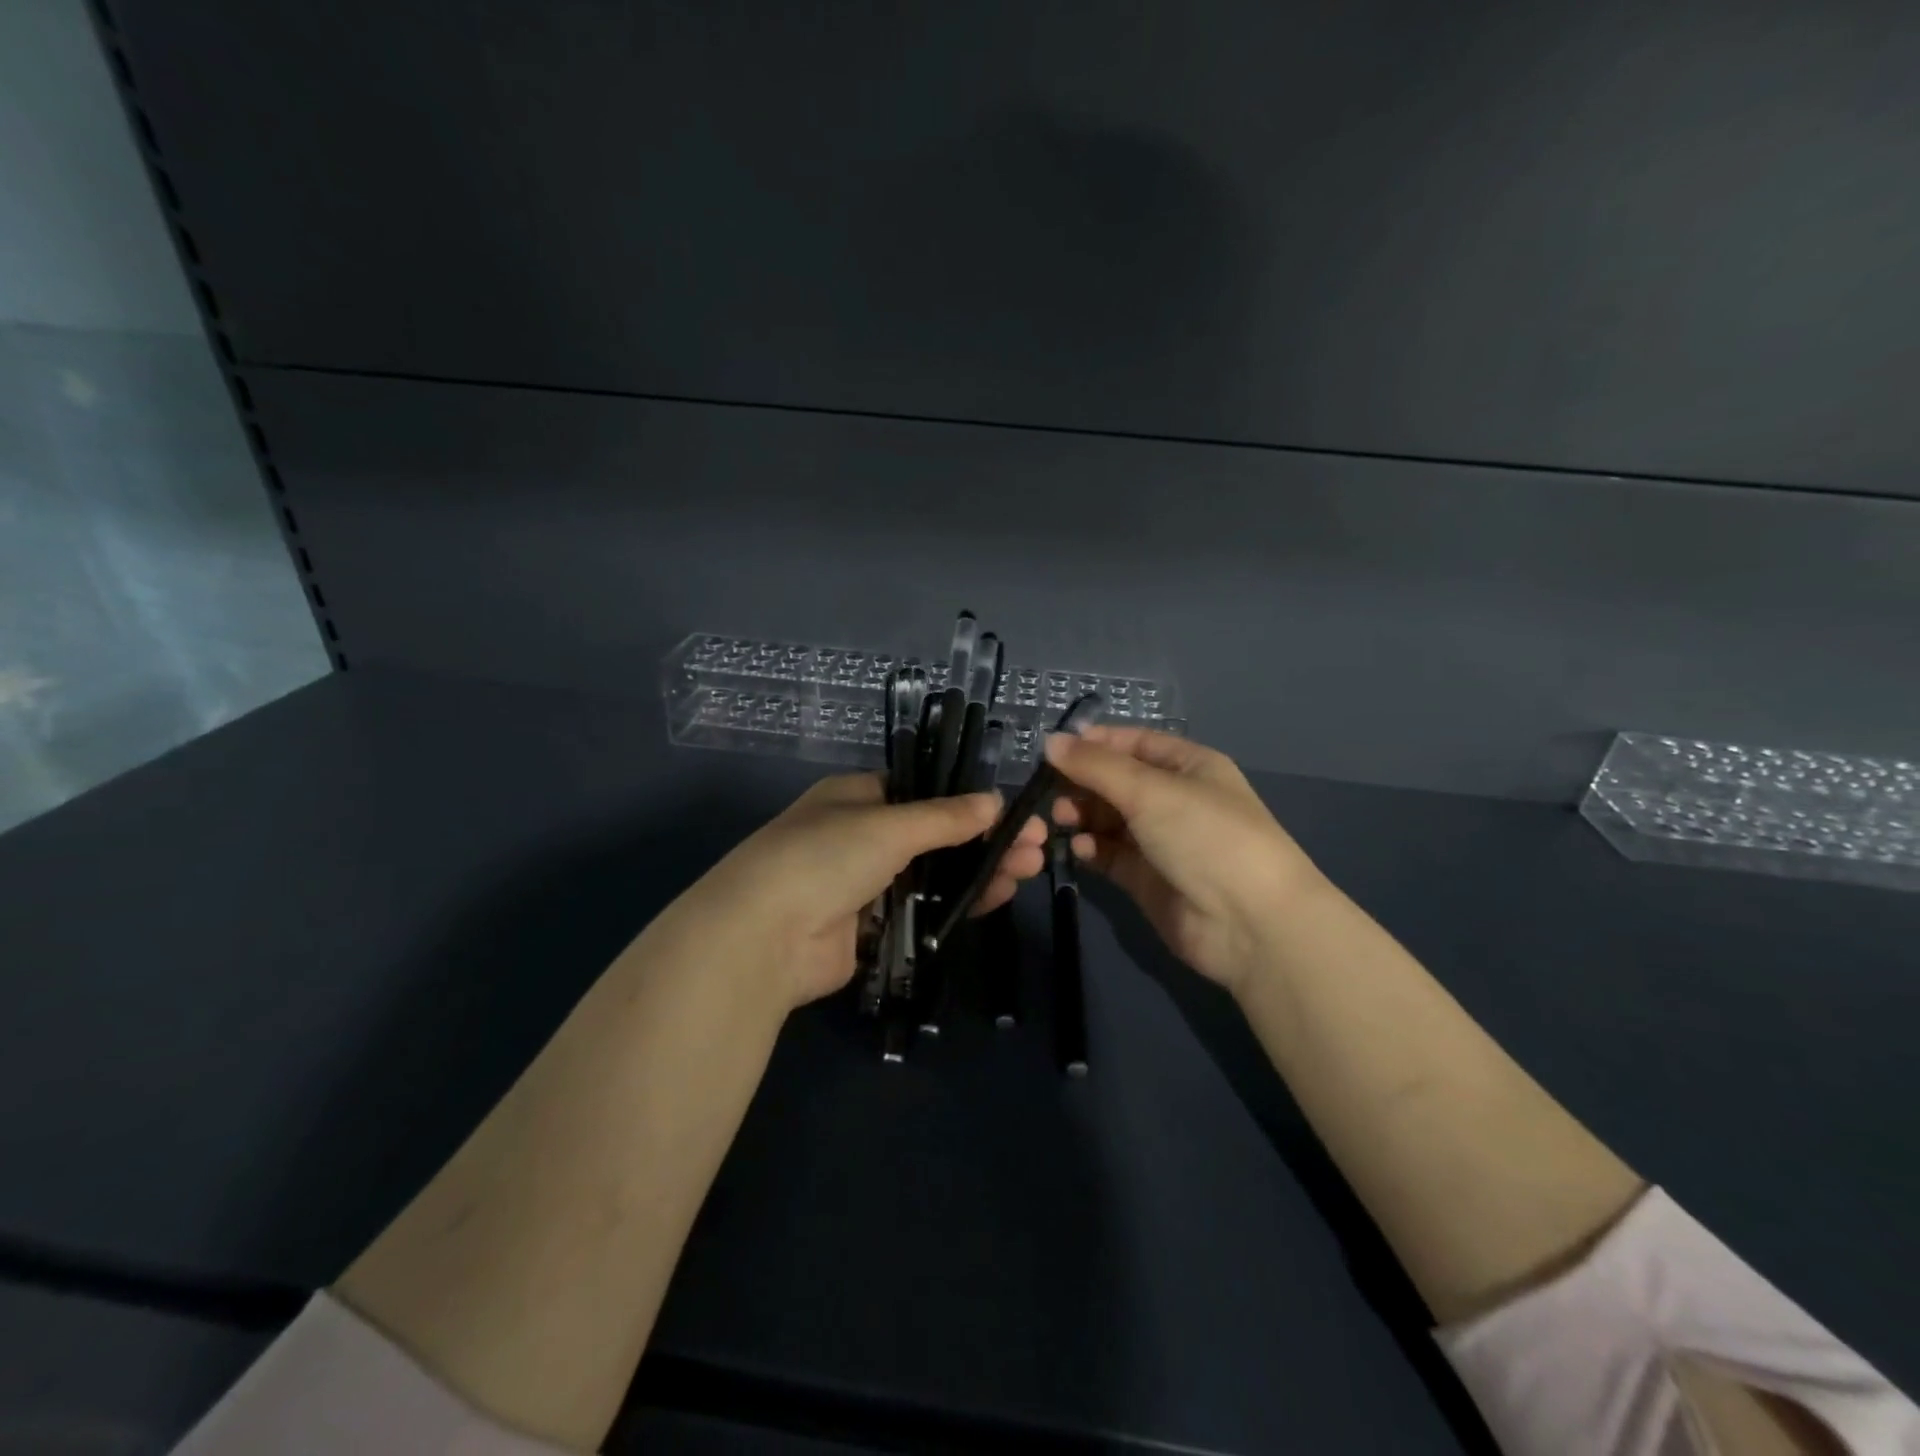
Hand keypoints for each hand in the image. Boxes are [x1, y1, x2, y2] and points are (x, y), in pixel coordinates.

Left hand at [664, 772, 1048, 1009]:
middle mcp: (861, 837)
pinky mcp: (872, 929)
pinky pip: (923, 911)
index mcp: (857, 798)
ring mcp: (866, 885)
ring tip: (1029, 870)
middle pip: (935, 836)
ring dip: (979, 872)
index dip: (967, 801)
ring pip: (934, 875)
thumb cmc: (824, 857)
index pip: (921, 793)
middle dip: (984, 840)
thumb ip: (944, 818)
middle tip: (1035, 845)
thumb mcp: (888, 826)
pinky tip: (998, 897)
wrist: (764, 938)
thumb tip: (994, 801)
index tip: (1009, 811)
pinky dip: (958, 905)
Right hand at [1044, 726, 1321, 994]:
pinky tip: (1082, 849)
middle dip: (1083, 783)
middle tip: (1051, 791)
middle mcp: (1176, 800)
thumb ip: (1095, 766)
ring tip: (1062, 820)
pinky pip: (1111, 855)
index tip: (1054, 749)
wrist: (1250, 923)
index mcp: (1189, 767)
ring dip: (1084, 816)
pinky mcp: (1148, 880)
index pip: (1134, 743)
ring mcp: (1162, 842)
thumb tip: (1049, 741)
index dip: (1095, 743)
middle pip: (1118, 782)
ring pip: (1111, 820)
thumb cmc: (1205, 835)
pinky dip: (1093, 849)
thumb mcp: (1149, 790)